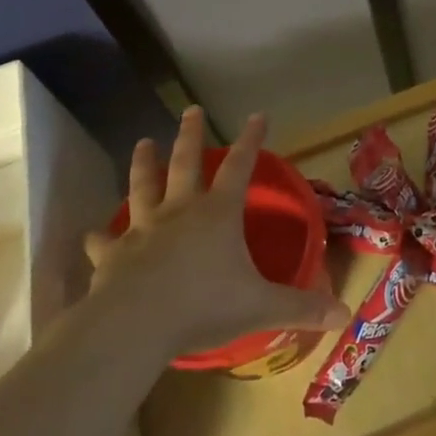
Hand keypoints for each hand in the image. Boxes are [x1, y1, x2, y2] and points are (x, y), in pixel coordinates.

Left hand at [85, 107, 350, 356]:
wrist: (135, 325)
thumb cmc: (204, 306)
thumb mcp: (262, 307)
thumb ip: (302, 308)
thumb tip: (344, 314)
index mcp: (218, 214)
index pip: (239, 167)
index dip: (250, 141)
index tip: (257, 115)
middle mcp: (180, 212)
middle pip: (185, 164)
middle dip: (190, 135)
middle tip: (191, 110)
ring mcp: (142, 230)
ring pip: (142, 187)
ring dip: (143, 164)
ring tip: (142, 143)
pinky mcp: (112, 256)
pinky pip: (104, 242)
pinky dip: (99, 237)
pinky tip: (91, 234)